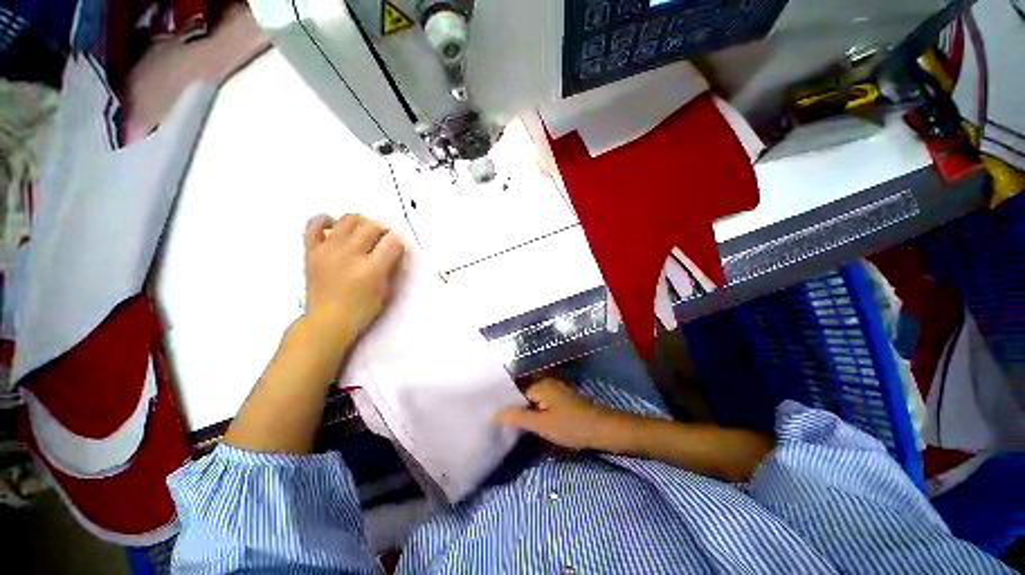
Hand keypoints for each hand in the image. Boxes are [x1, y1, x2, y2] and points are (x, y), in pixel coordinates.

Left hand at [303, 214, 404, 344]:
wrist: (327, 321)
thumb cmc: (362, 309)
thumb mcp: (385, 290)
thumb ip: (391, 266)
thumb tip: (395, 247)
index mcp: (371, 268)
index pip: (392, 242)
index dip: (398, 240)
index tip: (397, 245)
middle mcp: (350, 254)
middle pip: (371, 227)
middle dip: (382, 229)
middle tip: (383, 238)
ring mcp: (328, 250)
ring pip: (347, 220)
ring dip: (360, 222)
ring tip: (362, 231)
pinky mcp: (312, 251)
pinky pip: (314, 226)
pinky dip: (325, 220)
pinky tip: (334, 225)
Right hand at [494, 378, 612, 449]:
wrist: (600, 429)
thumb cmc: (570, 426)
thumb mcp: (541, 424)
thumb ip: (517, 417)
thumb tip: (495, 413)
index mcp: (539, 384)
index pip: (514, 390)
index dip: (505, 403)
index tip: (494, 414)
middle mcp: (546, 381)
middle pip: (523, 391)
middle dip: (513, 405)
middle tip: (501, 420)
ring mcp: (554, 388)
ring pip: (532, 396)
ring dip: (524, 407)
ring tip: (511, 421)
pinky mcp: (560, 397)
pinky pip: (541, 399)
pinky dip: (534, 408)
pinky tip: (530, 420)